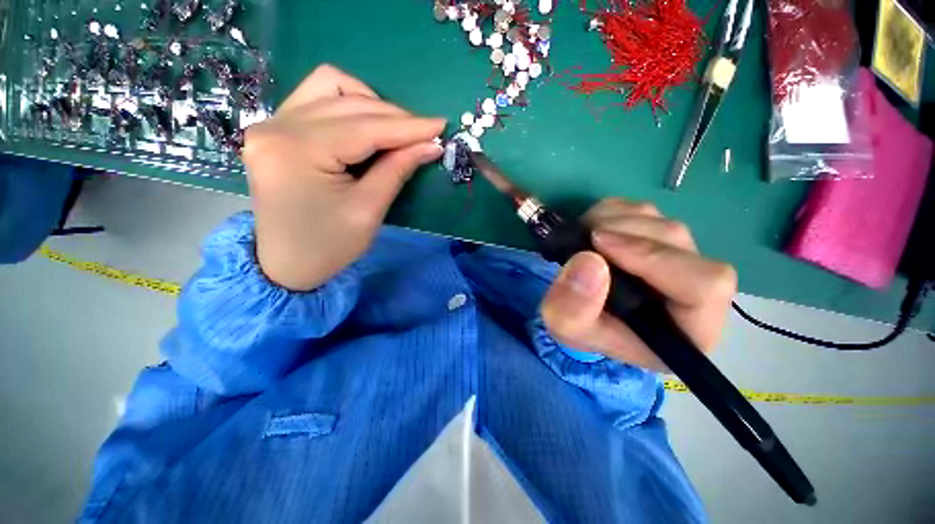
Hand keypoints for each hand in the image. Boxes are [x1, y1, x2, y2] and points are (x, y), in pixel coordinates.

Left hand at [242, 65, 445, 290]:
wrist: (286, 264)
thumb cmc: (329, 246)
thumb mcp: (368, 210)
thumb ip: (397, 170)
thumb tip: (430, 145)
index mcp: (298, 152)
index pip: (364, 127)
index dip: (408, 126)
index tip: (440, 125)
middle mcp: (277, 126)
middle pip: (348, 102)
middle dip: (394, 117)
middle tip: (425, 134)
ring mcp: (271, 124)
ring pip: (330, 87)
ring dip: (370, 104)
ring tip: (395, 130)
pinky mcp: (275, 129)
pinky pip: (317, 99)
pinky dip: (349, 106)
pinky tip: (366, 127)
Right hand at [540, 199, 736, 370]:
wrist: (577, 311)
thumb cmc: (579, 327)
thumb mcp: (565, 327)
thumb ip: (572, 307)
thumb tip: (588, 260)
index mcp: (686, 328)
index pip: (704, 286)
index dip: (654, 258)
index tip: (600, 244)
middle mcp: (693, 290)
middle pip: (677, 241)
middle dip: (623, 233)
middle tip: (584, 239)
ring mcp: (676, 257)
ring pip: (658, 220)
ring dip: (613, 221)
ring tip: (582, 239)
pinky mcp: (655, 237)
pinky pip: (641, 210)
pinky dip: (610, 213)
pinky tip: (591, 231)